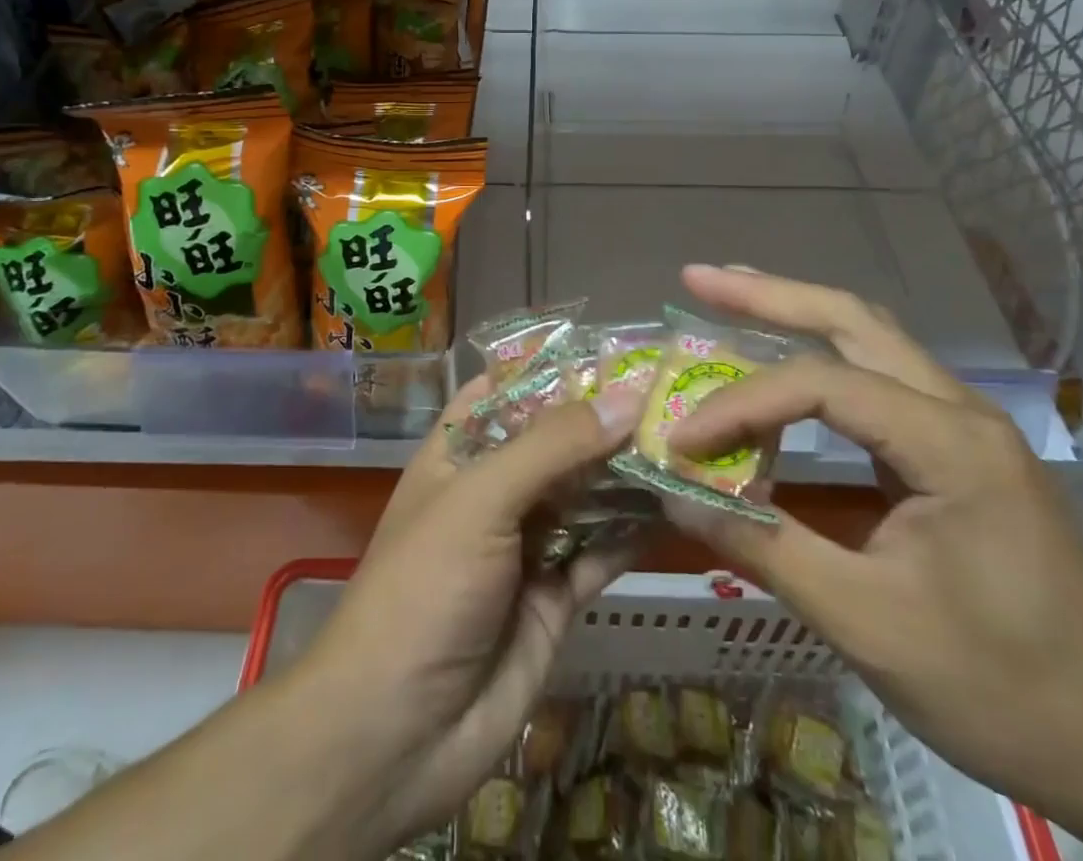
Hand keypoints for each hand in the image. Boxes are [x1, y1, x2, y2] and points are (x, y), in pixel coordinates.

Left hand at [289, 374, 647, 855]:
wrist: (397, 735)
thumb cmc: (425, 588)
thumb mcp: (481, 500)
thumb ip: (553, 446)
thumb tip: (627, 397)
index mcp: (460, 453)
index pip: (509, 389)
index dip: (556, 367)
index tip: (617, 348)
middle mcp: (495, 490)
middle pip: (557, 440)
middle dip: (606, 420)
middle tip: (672, 394)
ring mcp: (526, 543)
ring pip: (585, 493)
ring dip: (627, 472)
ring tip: (685, 441)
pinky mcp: (556, 595)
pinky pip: (601, 551)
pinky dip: (633, 531)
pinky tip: (675, 507)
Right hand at [663, 265, 1082, 844]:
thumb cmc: (1007, 690)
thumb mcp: (870, 624)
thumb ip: (766, 548)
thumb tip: (677, 498)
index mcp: (950, 442)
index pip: (821, 385)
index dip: (740, 405)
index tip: (681, 441)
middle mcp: (959, 409)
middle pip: (852, 318)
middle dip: (768, 294)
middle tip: (698, 280)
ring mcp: (964, 425)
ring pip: (869, 337)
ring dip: (795, 312)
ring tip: (729, 297)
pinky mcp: (958, 449)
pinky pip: (878, 379)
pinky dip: (819, 359)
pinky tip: (784, 364)